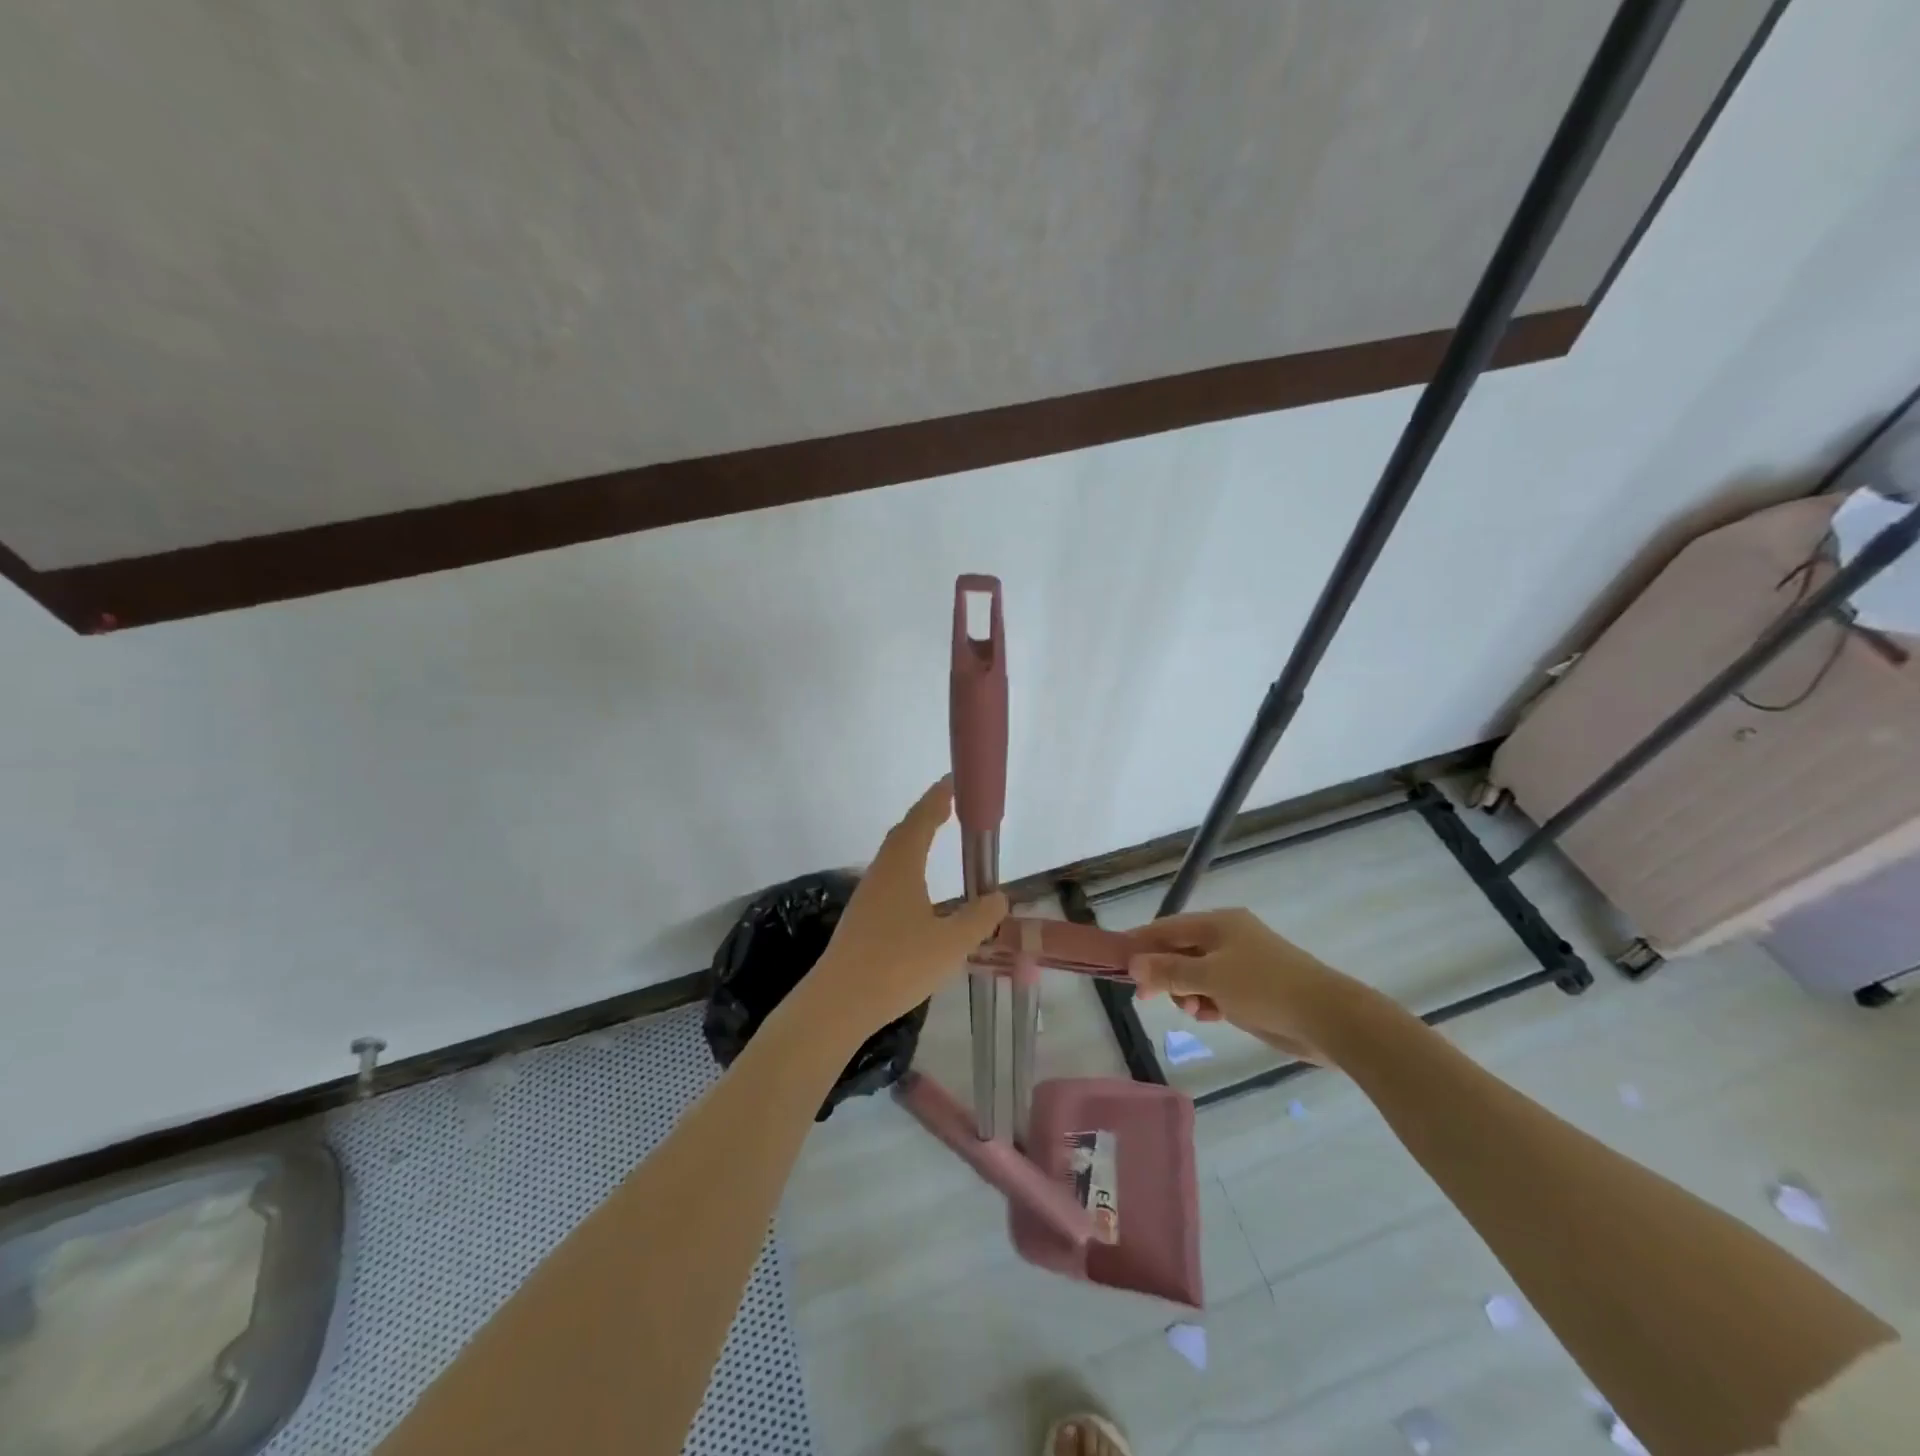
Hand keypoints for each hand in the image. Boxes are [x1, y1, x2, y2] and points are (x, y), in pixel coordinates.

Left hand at [802, 778, 1007, 1043]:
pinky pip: (889, 877)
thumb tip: (998, 897)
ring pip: (892, 856)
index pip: (920, 821)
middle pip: (903, 833)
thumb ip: (978, 918)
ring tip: (932, 837)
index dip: (936, 800)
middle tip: (947, 805)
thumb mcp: (951, 944)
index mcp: (901, 868)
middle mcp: (881, 874)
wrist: (839, 1002)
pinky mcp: (861, 919)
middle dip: (924, 815)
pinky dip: (906, 866)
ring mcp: (867, 897)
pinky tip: (915, 888)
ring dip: (913, 840)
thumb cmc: (897, 965)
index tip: (952, 783)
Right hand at [1129, 908, 1373, 1065]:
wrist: (1327, 1018)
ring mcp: (1243, 964)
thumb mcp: (1209, 978)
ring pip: (1197, 973)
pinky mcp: (1253, 989)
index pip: (1168, 927)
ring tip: (1193, 1011)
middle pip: (1181, 950)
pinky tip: (1208, 1016)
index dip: (1141, 944)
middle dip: (1164, 973)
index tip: (1119, 964)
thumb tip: (1134, 964)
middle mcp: (1228, 937)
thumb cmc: (1264, 988)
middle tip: (1147, 997)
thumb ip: (1169, 971)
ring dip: (1186, 992)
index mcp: (1219, 923)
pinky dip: (1207, 1001)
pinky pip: (1217, 990)